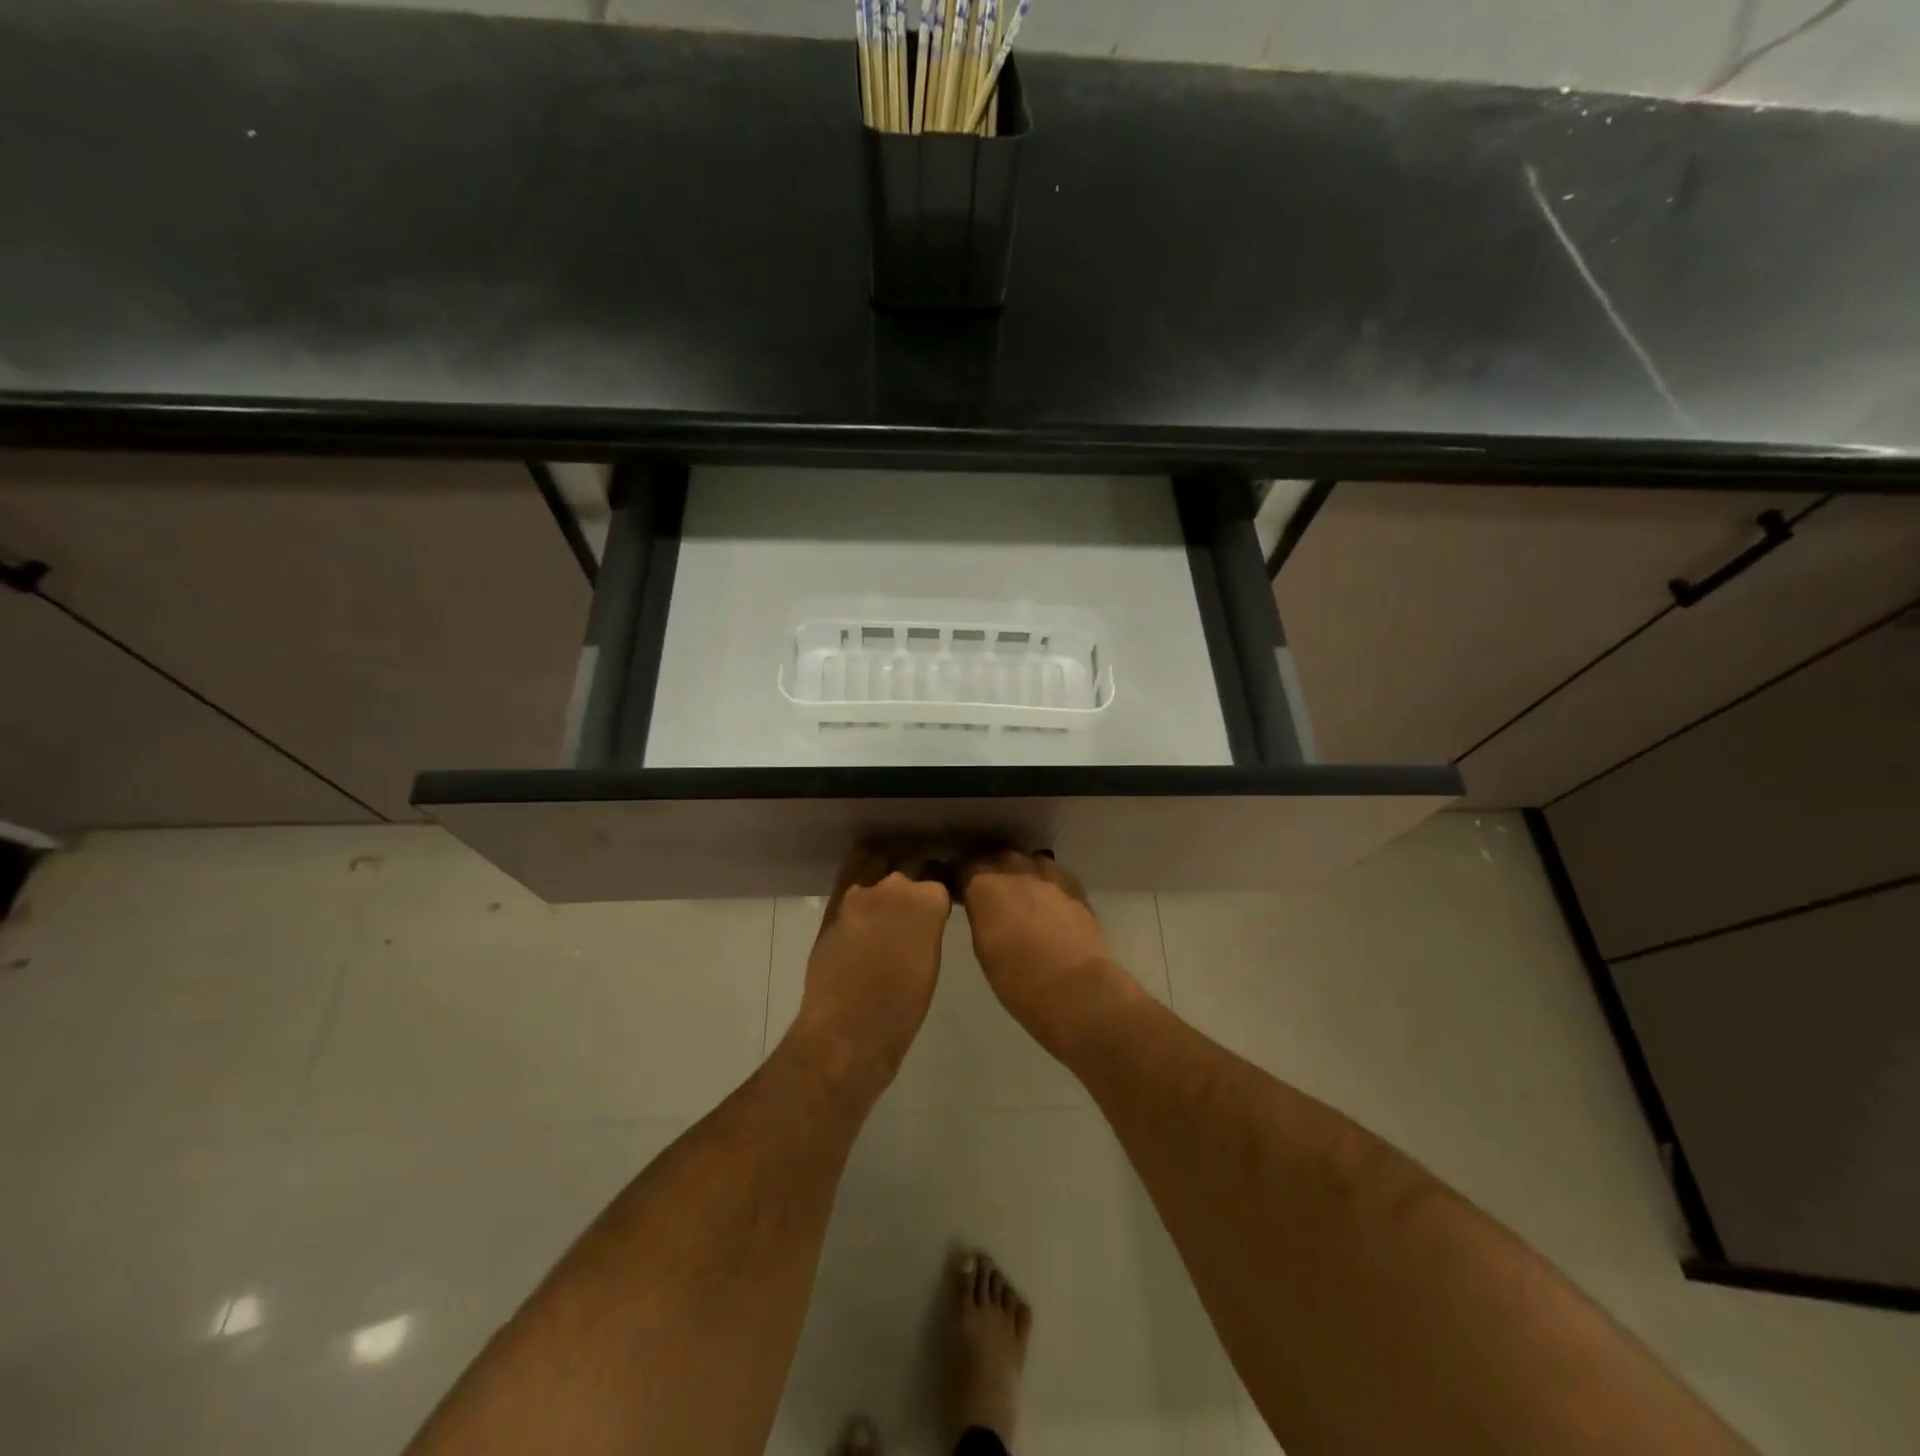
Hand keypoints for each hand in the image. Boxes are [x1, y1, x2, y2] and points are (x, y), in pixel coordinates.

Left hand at [788, 844, 951, 1101]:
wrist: (847, 1031)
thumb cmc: (902, 1008)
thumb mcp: (930, 963)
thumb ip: (928, 927)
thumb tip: (922, 917)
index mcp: (928, 900)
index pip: (940, 875)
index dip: (941, 884)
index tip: (941, 895)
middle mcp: (895, 884)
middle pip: (910, 861)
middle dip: (916, 870)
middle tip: (918, 888)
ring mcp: (860, 891)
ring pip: (878, 860)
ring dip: (887, 865)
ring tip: (890, 880)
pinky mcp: (834, 903)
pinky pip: (851, 871)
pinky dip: (861, 870)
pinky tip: (866, 883)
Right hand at [957, 849, 1140, 1054]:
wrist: (1075, 988)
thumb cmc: (1017, 978)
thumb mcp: (982, 945)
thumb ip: (978, 913)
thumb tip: (978, 902)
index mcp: (984, 883)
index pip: (961, 865)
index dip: (954, 875)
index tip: (952, 888)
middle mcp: (1014, 868)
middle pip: (993, 856)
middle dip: (985, 869)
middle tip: (982, 890)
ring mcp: (1047, 873)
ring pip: (1024, 859)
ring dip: (1015, 871)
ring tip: (1014, 892)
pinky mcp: (1073, 885)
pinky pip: (1050, 872)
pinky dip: (1041, 881)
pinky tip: (1043, 898)